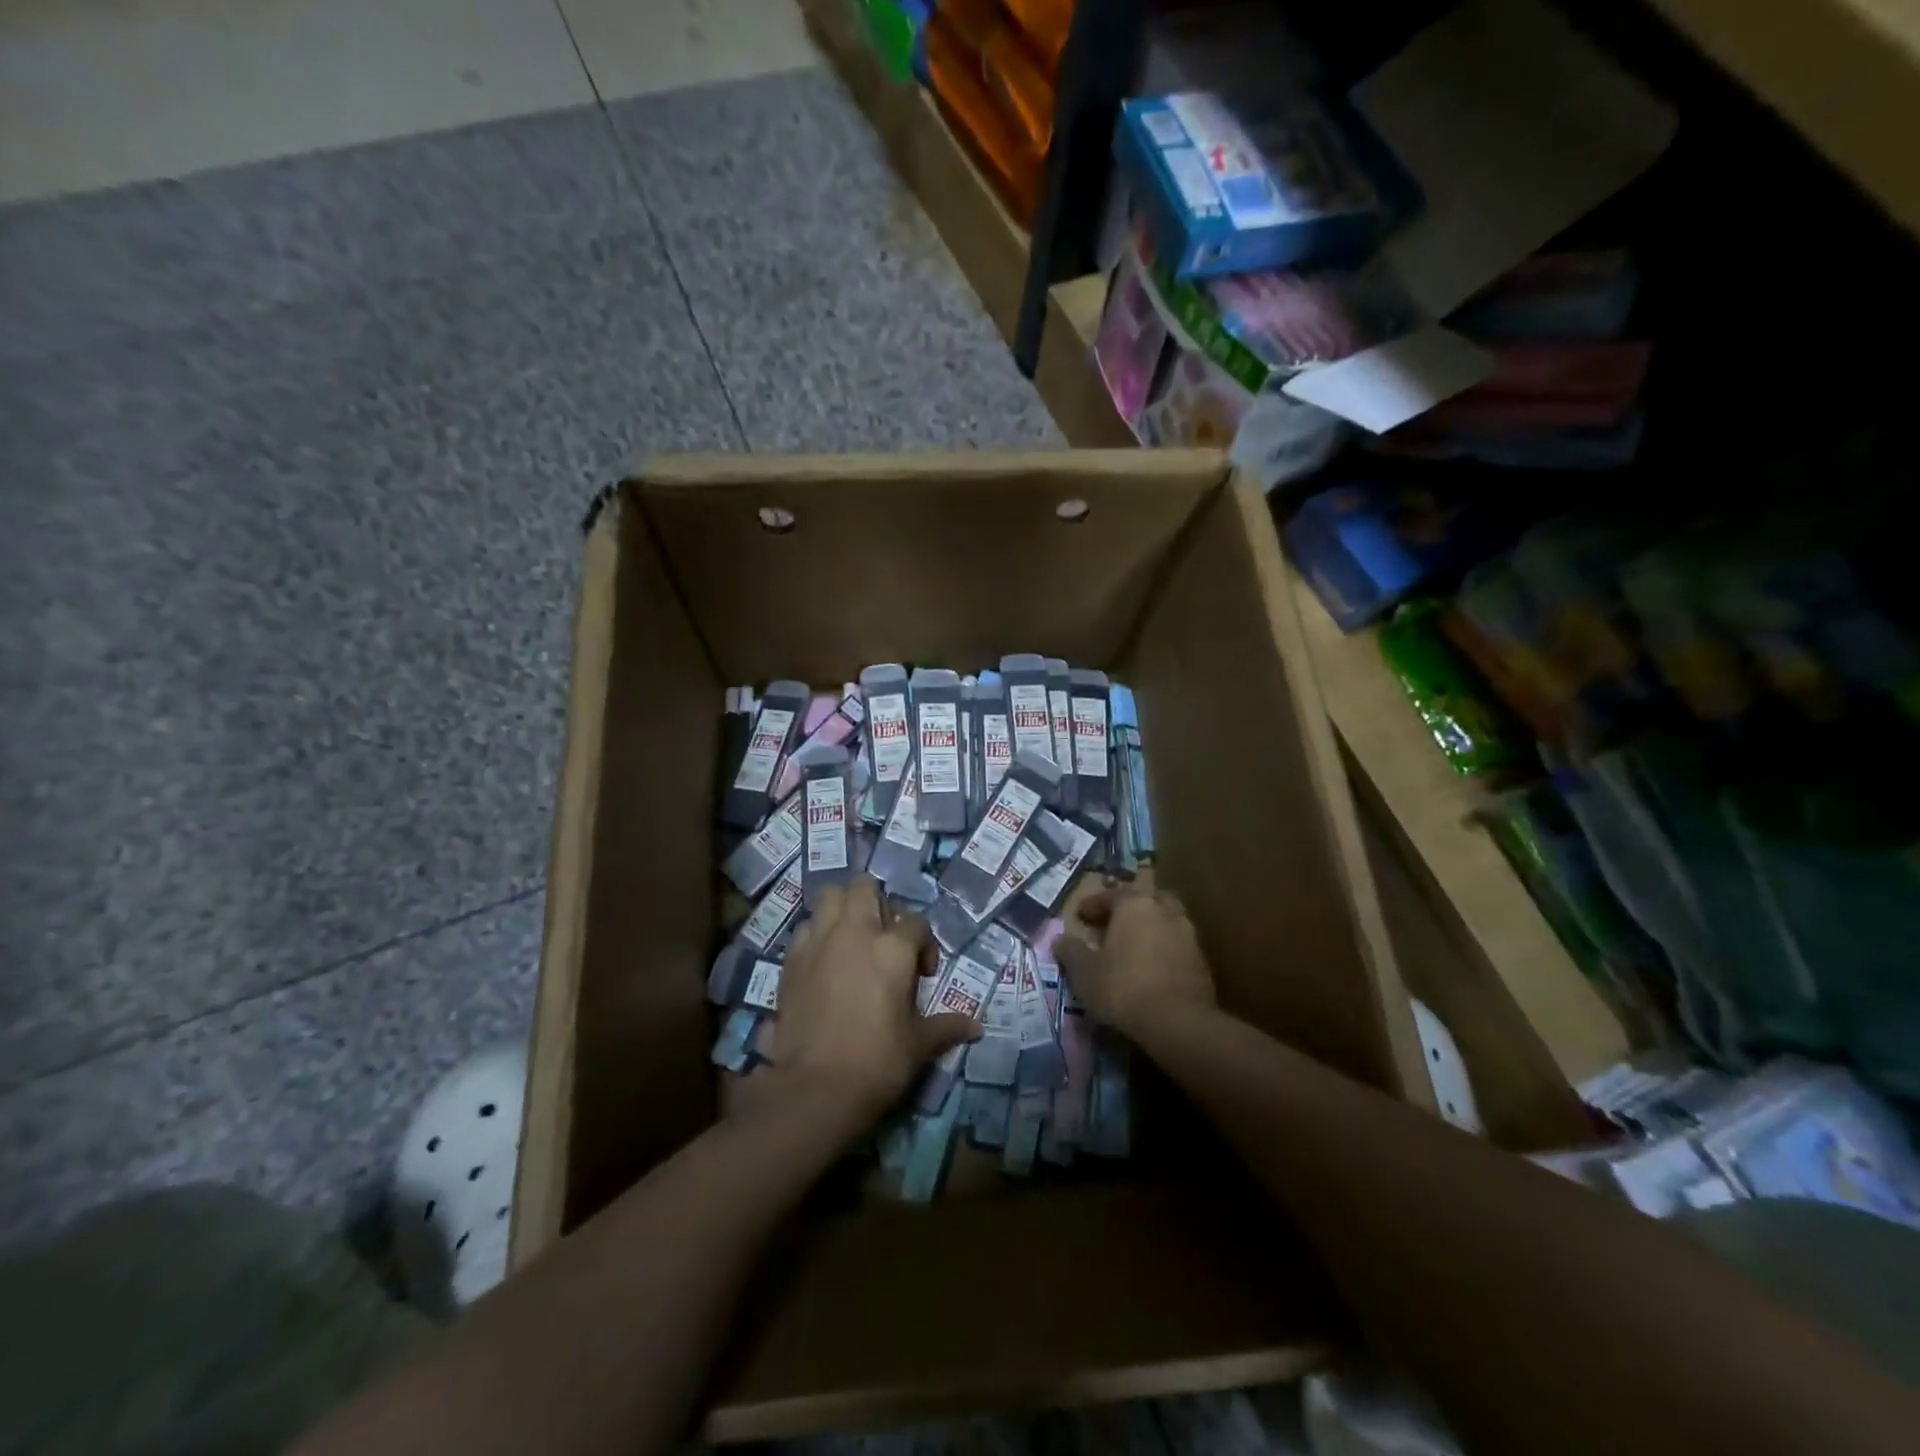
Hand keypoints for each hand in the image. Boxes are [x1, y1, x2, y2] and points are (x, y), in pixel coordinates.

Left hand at [765, 879, 980, 1125]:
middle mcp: (856, 932)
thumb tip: (977, 1027)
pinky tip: (824, 959)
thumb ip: (947, 1026)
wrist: (815, 1087)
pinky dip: (817, 932)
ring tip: (852, 937)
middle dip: (878, 903)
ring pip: (830, 896)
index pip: (916, 922)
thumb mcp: (919, 1045)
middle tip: (884, 937)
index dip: (924, 943)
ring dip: (844, 908)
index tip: (921, 974)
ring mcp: (819, 941)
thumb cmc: (877, 1062)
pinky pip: (806, 927)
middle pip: (866, 887)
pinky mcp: (791, 959)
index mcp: (893, 948)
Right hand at [1055, 887, 1215, 1037]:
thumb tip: (1061, 940)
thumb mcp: (1084, 972)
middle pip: (1144, 900)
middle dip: (1128, 909)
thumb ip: (1071, 951)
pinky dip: (1162, 949)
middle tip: (1112, 924)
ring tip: (1133, 946)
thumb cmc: (1123, 987)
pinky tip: (1151, 967)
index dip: (1092, 905)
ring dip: (1149, 928)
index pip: (1110, 895)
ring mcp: (1187, 934)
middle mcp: (1164, 910)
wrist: (1179, 1022)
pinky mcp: (1201, 960)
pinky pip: (1176, 945)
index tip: (1080, 916)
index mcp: (1134, 904)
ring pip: (1164, 920)